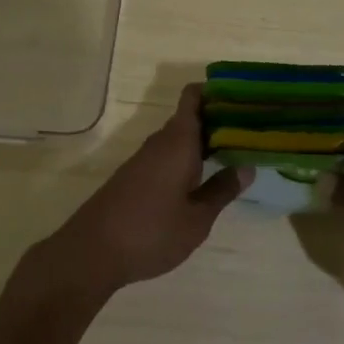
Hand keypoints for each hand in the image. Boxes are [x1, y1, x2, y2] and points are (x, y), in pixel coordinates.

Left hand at [38, 85, 252, 297]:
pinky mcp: (135, 177)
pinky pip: (168, 155)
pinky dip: (188, 159)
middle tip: (251, 132)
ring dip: (204, 142)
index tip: (243, 98)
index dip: (216, 91)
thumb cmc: (151, 231)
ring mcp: (145, 159)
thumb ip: (222, 190)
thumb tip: (247, 166)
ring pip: (179, 139)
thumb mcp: (197, 218)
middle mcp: (160, 142)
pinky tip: (203, 178)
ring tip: (235, 154)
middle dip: (218, 120)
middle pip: (190, 117)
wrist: (92, 252)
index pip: (193, 96)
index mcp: (178, 141)